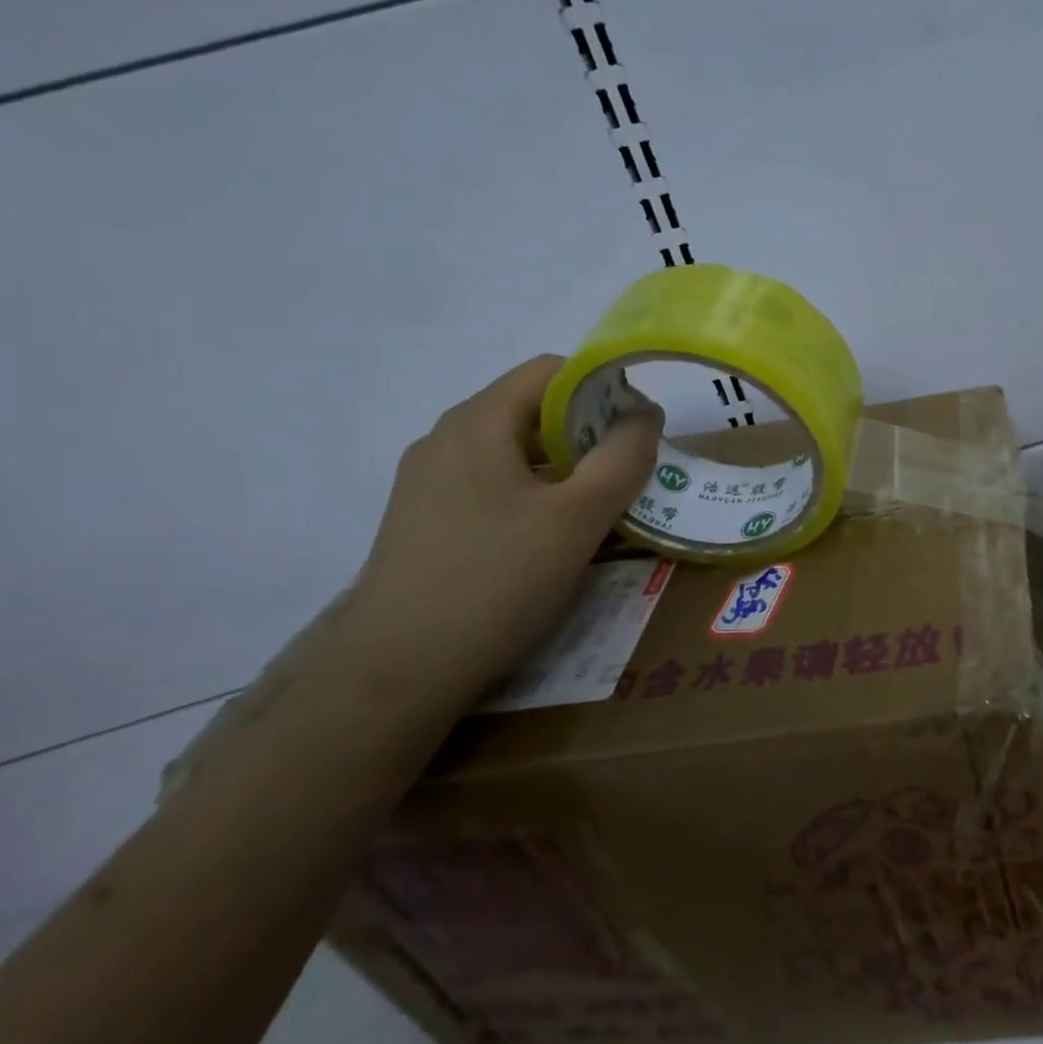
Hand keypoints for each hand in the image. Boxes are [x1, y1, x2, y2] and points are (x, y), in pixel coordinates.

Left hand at [337, 355, 661, 707]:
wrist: (397, 672)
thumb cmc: (496, 582)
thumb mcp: (579, 517)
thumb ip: (622, 457)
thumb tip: (645, 412)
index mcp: (476, 424)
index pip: (551, 371)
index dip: (605, 388)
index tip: (640, 431)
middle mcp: (445, 441)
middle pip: (532, 410)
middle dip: (589, 433)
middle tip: (628, 475)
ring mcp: (428, 484)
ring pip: (514, 453)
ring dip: (565, 468)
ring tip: (599, 511)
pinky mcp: (425, 522)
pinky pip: (493, 487)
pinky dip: (535, 495)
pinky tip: (552, 540)